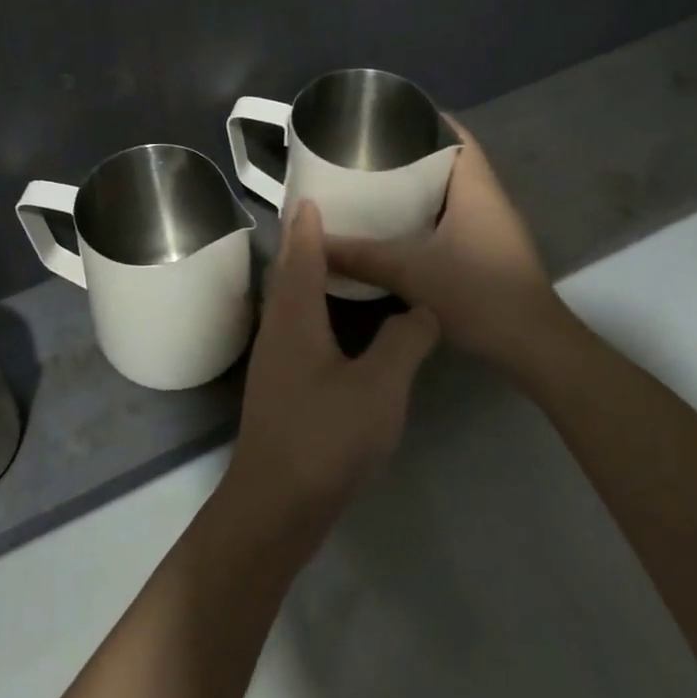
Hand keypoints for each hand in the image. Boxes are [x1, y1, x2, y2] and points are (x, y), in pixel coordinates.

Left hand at [225, 201, 438, 531]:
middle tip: (328, 219)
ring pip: (287, 301)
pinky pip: (293, 326)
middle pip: (286, 273)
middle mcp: (276, 328)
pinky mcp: (278, 384)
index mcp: (294, 316)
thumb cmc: (324, 437)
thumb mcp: (379, 388)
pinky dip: (310, 306)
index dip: (306, 224)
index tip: (311, 194)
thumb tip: (422, 307)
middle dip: (303, 243)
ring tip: (334, 261)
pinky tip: (333, 322)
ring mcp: (273, 358)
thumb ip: (404, 341)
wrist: (275, 503)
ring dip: (305, 275)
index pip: (299, 254)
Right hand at [323, 120, 574, 385]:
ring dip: (418, 185)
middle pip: (450, 160)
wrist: (533, 347)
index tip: (386, 115)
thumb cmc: (479, 294)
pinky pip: (452, 217)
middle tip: (366, 150)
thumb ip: (361, 255)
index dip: (425, 119)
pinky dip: (425, 213)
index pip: (456, 136)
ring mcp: (491, 228)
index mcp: (476, 188)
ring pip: (450, 192)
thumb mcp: (411, 273)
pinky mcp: (488, 252)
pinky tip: (395, 226)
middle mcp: (488, 200)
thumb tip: (314, 241)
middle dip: (411, 152)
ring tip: (373, 182)